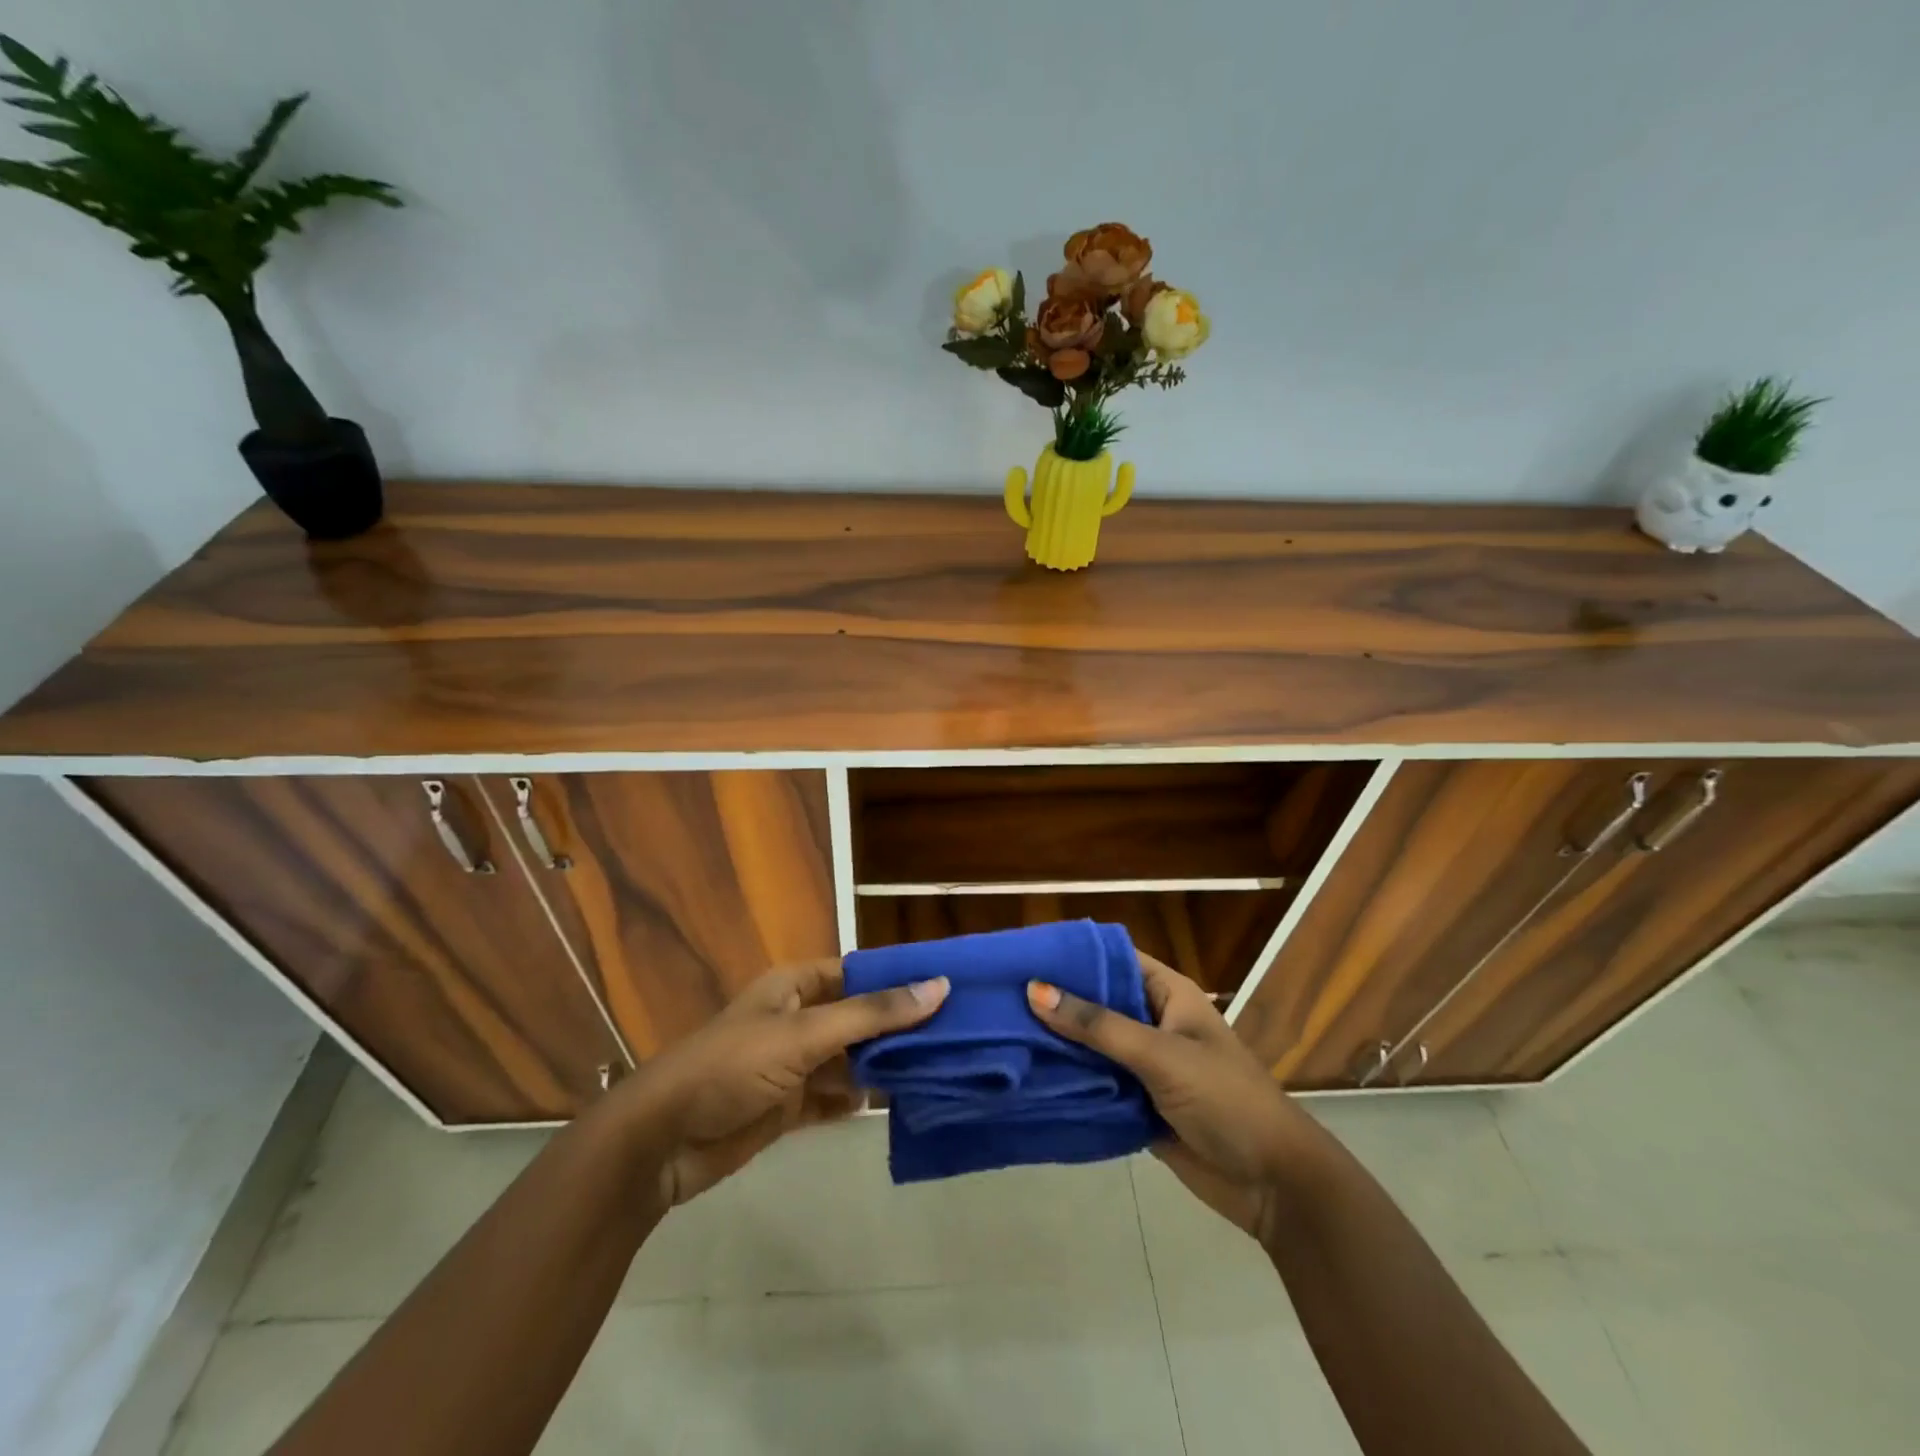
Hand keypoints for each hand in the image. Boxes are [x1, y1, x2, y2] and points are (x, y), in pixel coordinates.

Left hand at [618, 959, 947, 1210]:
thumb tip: (938, 987)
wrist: (662, 1140)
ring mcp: (791, 1065)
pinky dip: (859, 1100)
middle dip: (897, 1026)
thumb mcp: (805, 1033)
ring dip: (883, 1065)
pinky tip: (895, 1104)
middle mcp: (796, 1019)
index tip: (947, 987)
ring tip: (938, 1069)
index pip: (858, 972)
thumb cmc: (732, 1066)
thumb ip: (872, 1014)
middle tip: (955, 1034)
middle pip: (857, 1017)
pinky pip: (833, 1097)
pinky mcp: (786, 1106)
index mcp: (795, 986)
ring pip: (849, 1059)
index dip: (897, 977)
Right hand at [1028, 954, 1313, 1243]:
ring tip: (1002, 1034)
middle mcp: (1154, 1022)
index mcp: (1168, 995)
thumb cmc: (1225, 1099)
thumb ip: (1098, 1025)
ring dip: (1058, 1044)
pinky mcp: (1138, 1104)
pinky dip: (1070, 1082)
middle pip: (1098, 1003)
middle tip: (1000, 997)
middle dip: (1056, 1002)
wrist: (1273, 1185)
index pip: (1113, 959)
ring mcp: (1145, 1066)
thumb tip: (1034, 989)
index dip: (1072, 955)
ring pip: (1093, 1046)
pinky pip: (1097, 1085)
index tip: (1024, 954)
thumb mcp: (1161, 1054)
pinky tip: (1028, 1077)